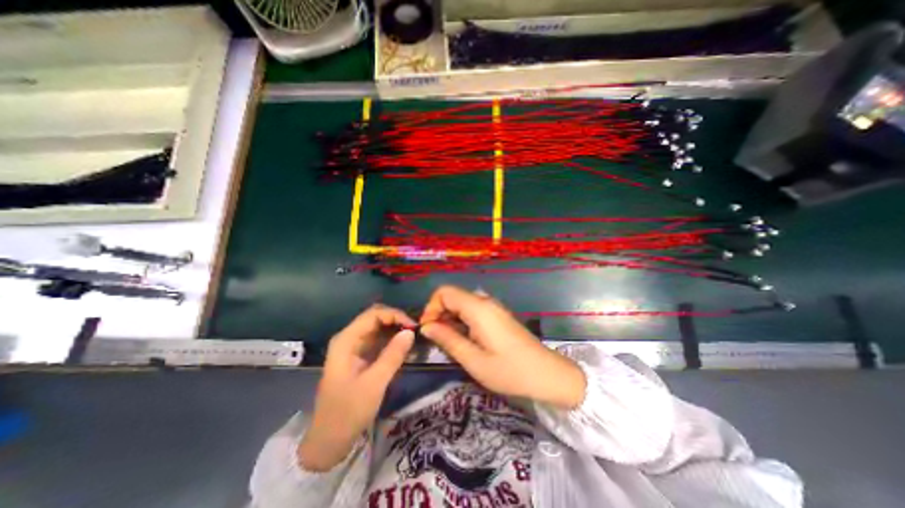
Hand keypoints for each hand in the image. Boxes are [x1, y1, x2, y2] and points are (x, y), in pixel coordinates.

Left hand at [298, 303, 416, 470]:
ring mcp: (353, 347)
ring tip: (413, 338)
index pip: (373, 314)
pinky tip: (404, 347)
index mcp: (346, 340)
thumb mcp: (375, 383)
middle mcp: (349, 338)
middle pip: (375, 318)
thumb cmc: (348, 411)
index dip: (395, 315)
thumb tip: (411, 332)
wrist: (329, 441)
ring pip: (378, 328)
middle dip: (396, 321)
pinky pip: (378, 340)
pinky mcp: (359, 356)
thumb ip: (393, 355)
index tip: (413, 327)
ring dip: (395, 330)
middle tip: (415, 332)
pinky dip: (392, 341)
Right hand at [419, 285, 586, 408]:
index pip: (445, 292)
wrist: (547, 374)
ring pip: (462, 303)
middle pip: (452, 296)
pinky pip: (472, 310)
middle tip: (436, 339)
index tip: (427, 329)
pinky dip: (461, 320)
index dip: (431, 307)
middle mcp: (485, 302)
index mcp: (479, 309)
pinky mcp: (497, 315)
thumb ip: (448, 339)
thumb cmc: (510, 371)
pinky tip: (463, 339)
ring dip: (449, 318)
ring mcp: (493, 307)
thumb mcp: (474, 360)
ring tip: (448, 342)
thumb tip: (425, 327)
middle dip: (438, 313)